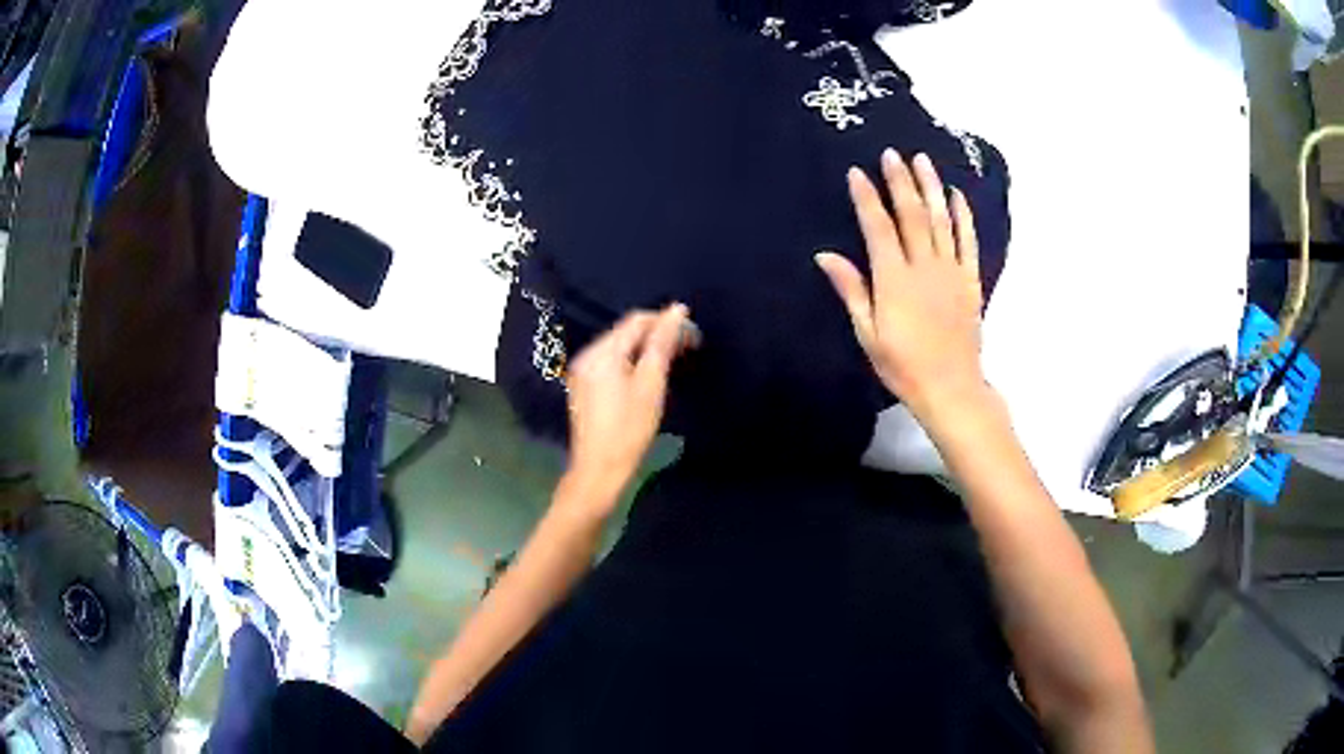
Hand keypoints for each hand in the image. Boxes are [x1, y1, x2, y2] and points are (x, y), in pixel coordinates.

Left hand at [563, 304, 695, 504]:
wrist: (599, 470)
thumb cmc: (629, 429)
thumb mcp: (651, 384)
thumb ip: (662, 344)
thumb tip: (676, 310)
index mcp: (602, 352)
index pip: (637, 321)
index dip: (666, 321)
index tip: (693, 334)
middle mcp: (587, 355)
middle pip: (626, 332)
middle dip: (657, 335)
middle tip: (687, 348)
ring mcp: (582, 371)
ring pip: (619, 347)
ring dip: (645, 348)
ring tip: (672, 361)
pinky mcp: (584, 387)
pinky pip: (611, 362)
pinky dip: (631, 362)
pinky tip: (647, 376)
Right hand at [816, 149, 987, 422]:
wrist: (951, 387)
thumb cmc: (903, 366)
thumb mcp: (868, 333)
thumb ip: (851, 290)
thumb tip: (825, 255)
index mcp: (894, 280)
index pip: (878, 228)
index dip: (867, 198)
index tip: (857, 173)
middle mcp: (924, 267)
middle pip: (911, 215)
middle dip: (900, 181)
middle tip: (892, 154)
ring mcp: (951, 271)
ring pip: (940, 220)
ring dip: (931, 187)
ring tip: (922, 160)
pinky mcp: (970, 280)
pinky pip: (967, 241)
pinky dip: (963, 216)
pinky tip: (957, 196)